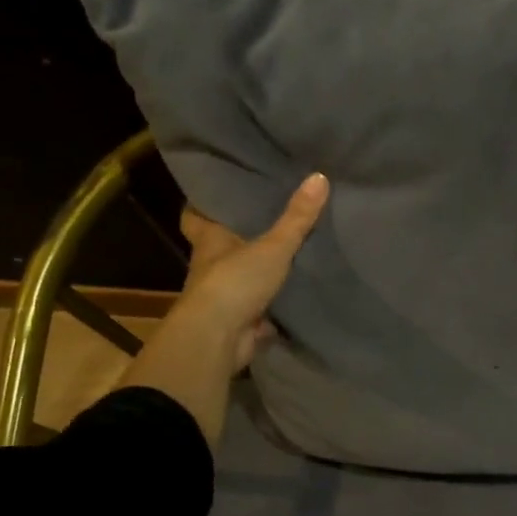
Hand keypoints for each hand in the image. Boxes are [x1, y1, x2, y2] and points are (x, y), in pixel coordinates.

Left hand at [121, 173, 328, 447]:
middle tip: (266, 217)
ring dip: (257, 272)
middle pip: (222, 246)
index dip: (203, 203)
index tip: (218, 191)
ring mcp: (224, 297)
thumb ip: (297, 217)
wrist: (217, 339)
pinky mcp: (239, 322)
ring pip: (241, 278)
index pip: (196, 215)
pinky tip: (294, 297)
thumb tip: (320, 176)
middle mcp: (211, 266)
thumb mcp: (272, 246)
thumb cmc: (234, 282)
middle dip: (240, 237)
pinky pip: (259, 310)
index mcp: (210, 241)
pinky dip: (272, 307)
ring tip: (288, 253)